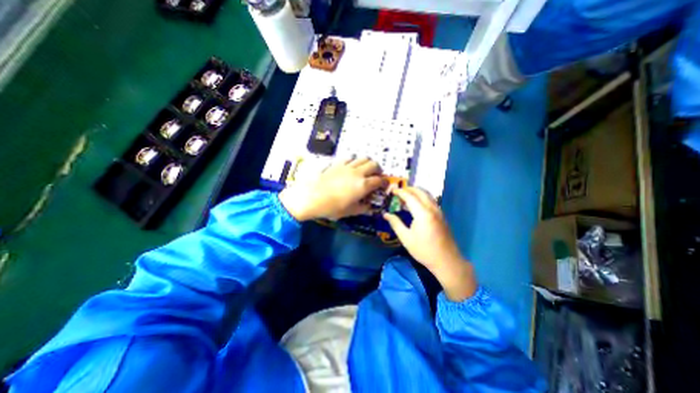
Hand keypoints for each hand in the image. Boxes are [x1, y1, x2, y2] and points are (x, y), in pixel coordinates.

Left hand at [280, 158, 387, 221]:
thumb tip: (370, 207)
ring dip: (367, 163)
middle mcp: (358, 173)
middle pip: (374, 164)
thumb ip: (363, 208)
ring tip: (364, 169)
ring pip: (363, 158)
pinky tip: (350, 166)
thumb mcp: (350, 211)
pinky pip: (349, 157)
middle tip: (375, 176)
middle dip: (378, 169)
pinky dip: (354, 160)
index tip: (383, 185)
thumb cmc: (332, 207)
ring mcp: (347, 166)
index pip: (379, 180)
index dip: (383, 182)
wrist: (311, 197)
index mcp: (363, 185)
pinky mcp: (337, 163)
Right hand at [382, 188, 475, 299]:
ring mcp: (439, 211)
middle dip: (409, 189)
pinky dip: (422, 197)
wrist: (446, 260)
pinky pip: (431, 200)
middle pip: (420, 192)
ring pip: (427, 195)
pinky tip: (417, 204)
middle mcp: (432, 208)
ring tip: (406, 195)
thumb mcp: (406, 238)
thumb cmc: (424, 250)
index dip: (400, 192)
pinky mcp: (441, 215)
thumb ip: (395, 223)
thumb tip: (385, 214)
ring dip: (417, 192)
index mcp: (422, 213)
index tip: (392, 190)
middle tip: (399, 191)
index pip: (410, 196)